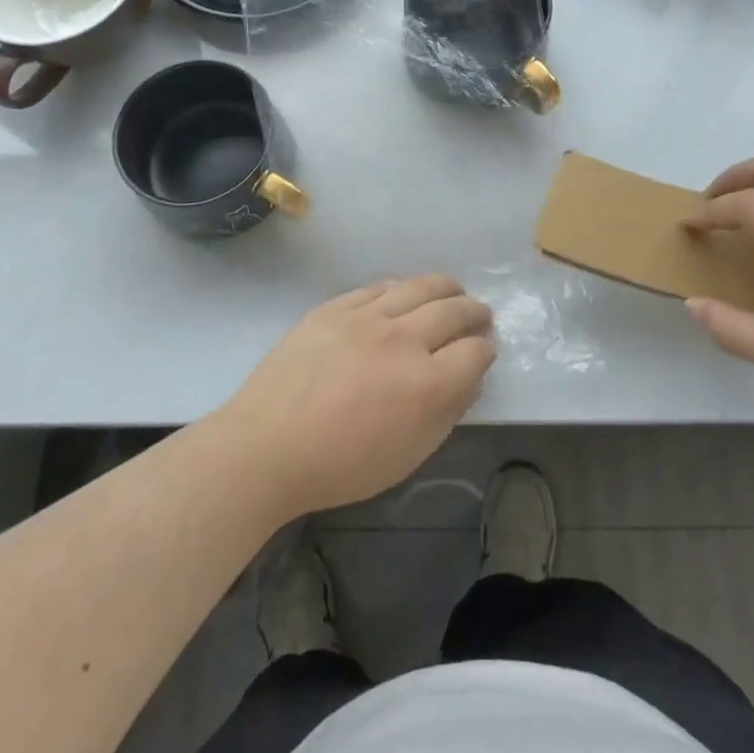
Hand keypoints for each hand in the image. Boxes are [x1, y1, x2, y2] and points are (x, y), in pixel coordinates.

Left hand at [213, 276, 495, 517]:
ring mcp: (366, 317)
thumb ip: (447, 413)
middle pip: (453, 311)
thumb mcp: (408, 455)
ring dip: (445, 288)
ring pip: (419, 287)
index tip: (483, 352)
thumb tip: (470, 379)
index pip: (475, 352)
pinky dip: (401, 287)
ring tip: (453, 291)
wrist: (268, 446)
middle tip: (480, 314)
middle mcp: (403, 340)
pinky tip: (404, 292)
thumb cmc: (341, 465)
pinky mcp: (335, 307)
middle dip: (474, 312)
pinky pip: (378, 286)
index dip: (485, 351)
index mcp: (426, 384)